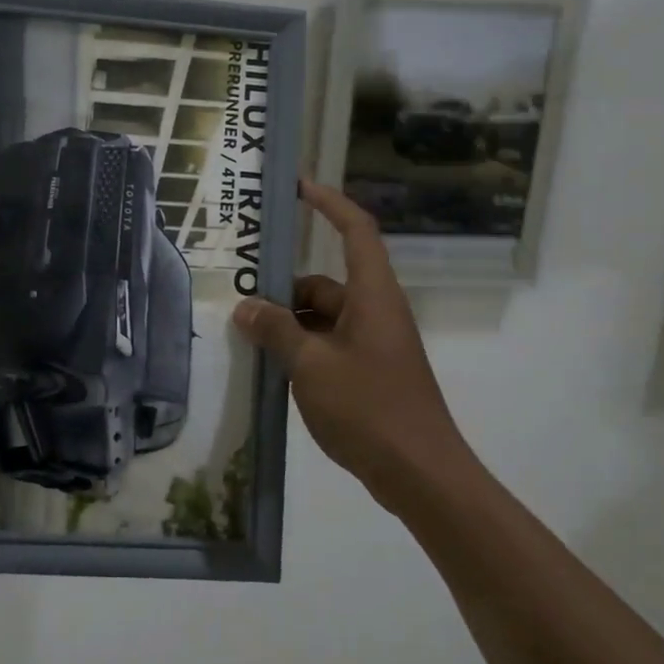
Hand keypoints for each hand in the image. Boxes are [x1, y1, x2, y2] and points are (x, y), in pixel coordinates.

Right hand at [232, 181, 465, 510]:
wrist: (421, 475)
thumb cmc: (369, 409)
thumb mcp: (311, 366)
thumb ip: (276, 331)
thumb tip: (246, 308)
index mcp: (372, 296)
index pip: (355, 231)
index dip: (329, 204)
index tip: (298, 188)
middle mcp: (376, 311)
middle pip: (325, 282)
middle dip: (284, 291)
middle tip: (241, 305)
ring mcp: (374, 343)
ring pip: (323, 317)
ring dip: (289, 325)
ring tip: (249, 342)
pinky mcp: (370, 371)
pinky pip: (329, 344)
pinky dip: (302, 349)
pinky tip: (274, 369)